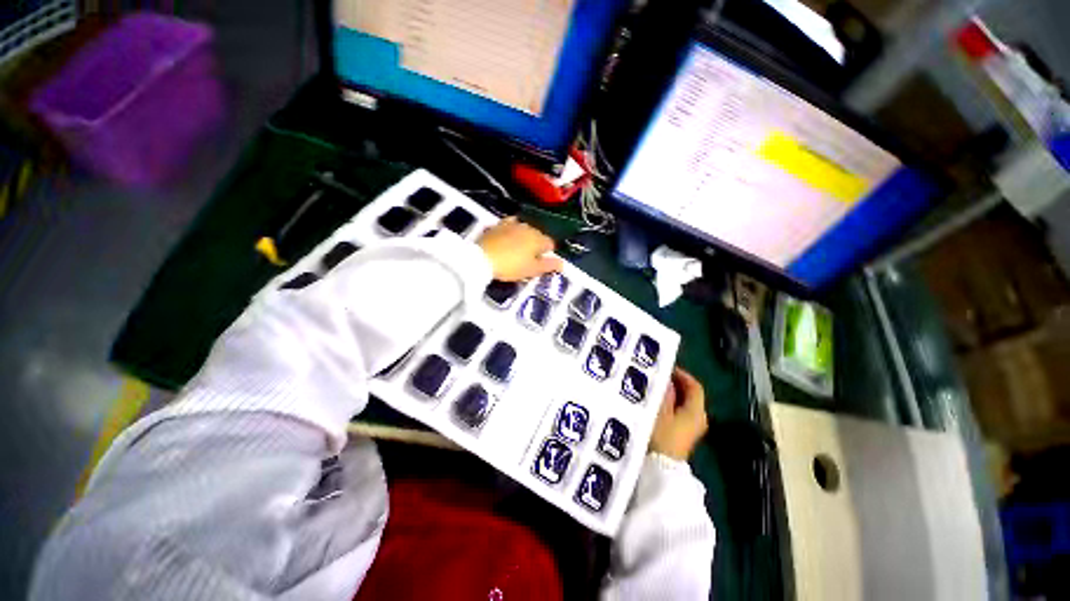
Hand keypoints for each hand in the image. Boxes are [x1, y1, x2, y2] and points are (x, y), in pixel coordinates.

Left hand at [477, 217, 562, 281]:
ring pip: (525, 230)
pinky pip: (510, 225)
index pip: (550, 244)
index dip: (548, 254)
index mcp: (538, 239)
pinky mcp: (499, 225)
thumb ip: (548, 265)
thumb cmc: (511, 266)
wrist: (482, 258)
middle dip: (536, 245)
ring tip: (519, 250)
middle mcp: (528, 228)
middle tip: (530, 260)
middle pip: (538, 235)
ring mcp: (512, 224)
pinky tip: (508, 237)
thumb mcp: (532, 270)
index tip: (541, 263)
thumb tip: (562, 263)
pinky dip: (512, 230)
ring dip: (525, 238)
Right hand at [650, 368, 708, 460]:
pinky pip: (681, 413)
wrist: (661, 470)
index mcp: (696, 412)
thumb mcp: (659, 411)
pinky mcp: (684, 436)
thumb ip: (665, 394)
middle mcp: (699, 419)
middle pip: (691, 395)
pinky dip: (672, 405)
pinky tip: (657, 404)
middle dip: (676, 384)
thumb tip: (668, 381)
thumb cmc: (661, 437)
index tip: (667, 368)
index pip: (695, 387)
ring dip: (673, 395)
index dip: (683, 375)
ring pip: (685, 405)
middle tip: (659, 377)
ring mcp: (692, 429)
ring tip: (656, 388)